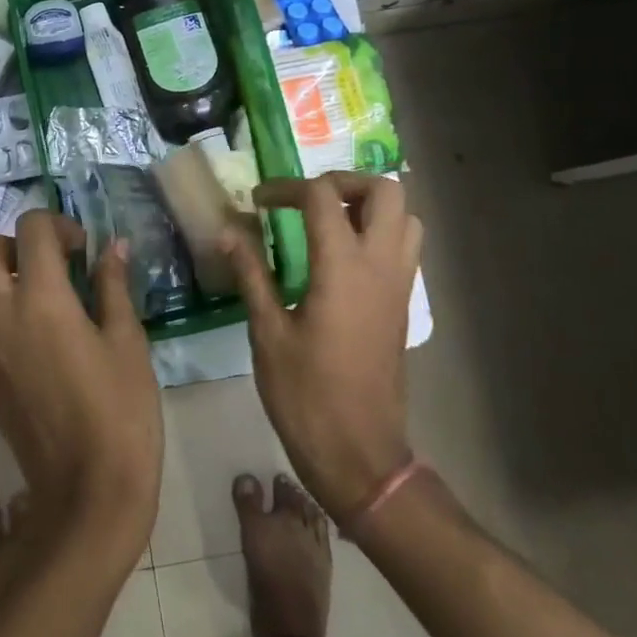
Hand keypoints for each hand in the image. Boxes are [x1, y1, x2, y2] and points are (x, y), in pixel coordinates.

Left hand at [0, 211, 160, 562]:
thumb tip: (113, 247)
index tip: (82, 249)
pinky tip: (8, 325)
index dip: (59, 225)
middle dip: (8, 241)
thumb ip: (114, 286)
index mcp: (42, 300)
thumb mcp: (128, 342)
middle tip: (44, 264)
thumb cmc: (120, 411)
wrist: (86, 488)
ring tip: (25, 290)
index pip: (32, 230)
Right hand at [223, 172, 421, 516]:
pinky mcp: (402, 305)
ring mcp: (400, 285)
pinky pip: (404, 247)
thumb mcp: (268, 332)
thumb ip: (252, 273)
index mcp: (344, 268)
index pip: (322, 196)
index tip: (258, 203)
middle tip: (306, 199)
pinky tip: (340, 258)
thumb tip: (230, 231)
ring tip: (327, 222)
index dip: (286, 188)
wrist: (360, 454)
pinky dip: (378, 233)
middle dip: (343, 182)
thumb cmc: (306, 395)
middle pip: (385, 191)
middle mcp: (381, 266)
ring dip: (368, 206)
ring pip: (406, 217)